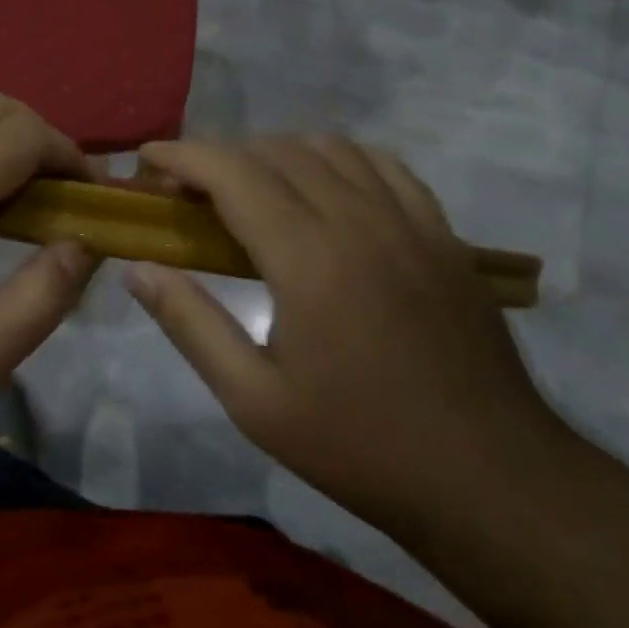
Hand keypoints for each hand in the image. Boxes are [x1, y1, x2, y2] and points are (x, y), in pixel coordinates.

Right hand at [124, 136, 571, 537]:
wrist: (490, 480)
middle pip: (273, 151)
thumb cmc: (360, 446)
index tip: (146, 161)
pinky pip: (382, 165)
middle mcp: (357, 219)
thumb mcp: (255, 401)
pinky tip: (325, 190)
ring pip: (328, 147)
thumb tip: (138, 269)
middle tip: (188, 194)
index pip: (231, 172)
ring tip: (250, 191)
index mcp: (307, 257)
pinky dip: (338, 160)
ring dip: (275, 154)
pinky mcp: (441, 233)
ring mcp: (407, 220)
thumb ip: (190, 324)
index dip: (181, 155)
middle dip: (218, 158)